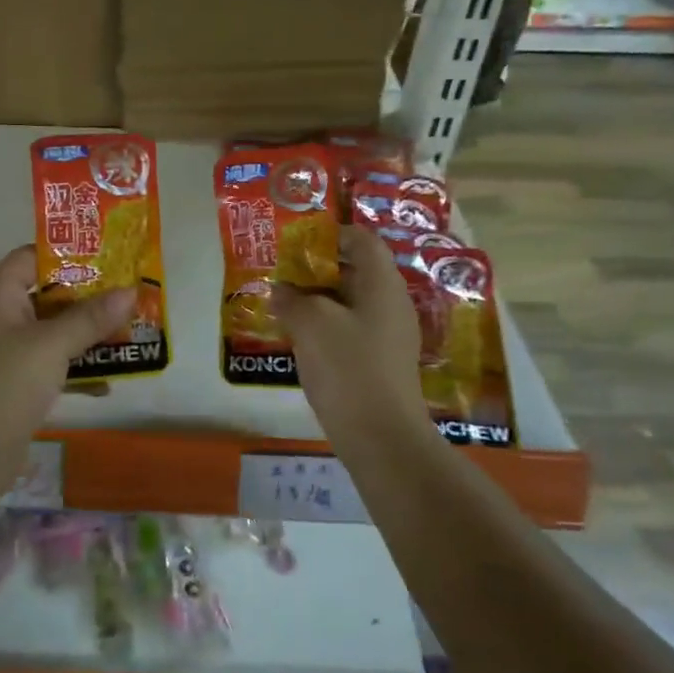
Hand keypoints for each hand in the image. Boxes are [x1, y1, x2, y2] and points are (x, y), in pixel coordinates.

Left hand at [0, 246, 135, 436]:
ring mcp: (3, 351)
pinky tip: (107, 382)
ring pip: (51, 331)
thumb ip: (91, 318)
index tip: (107, 258)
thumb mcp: (53, 344)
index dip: (67, 255)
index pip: (30, 257)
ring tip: (126, 334)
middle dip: (87, 298)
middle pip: (46, 294)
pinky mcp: (12, 381)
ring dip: (86, 335)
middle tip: (126, 296)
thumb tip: (130, 292)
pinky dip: (74, 368)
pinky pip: (49, 363)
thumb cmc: (8, 383)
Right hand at [273, 225, 427, 433]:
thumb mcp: (311, 323)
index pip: (362, 240)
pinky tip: (300, 339)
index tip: (297, 243)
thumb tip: (281, 290)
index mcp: (382, 284)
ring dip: (318, 300)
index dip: (331, 235)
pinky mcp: (380, 362)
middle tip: (283, 274)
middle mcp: (391, 304)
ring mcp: (389, 335)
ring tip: (284, 305)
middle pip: (356, 270)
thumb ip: (292, 298)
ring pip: (351, 302)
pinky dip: (326, 326)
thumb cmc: (348, 367)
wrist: (381, 437)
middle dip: (317, 269)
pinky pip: (351, 329)